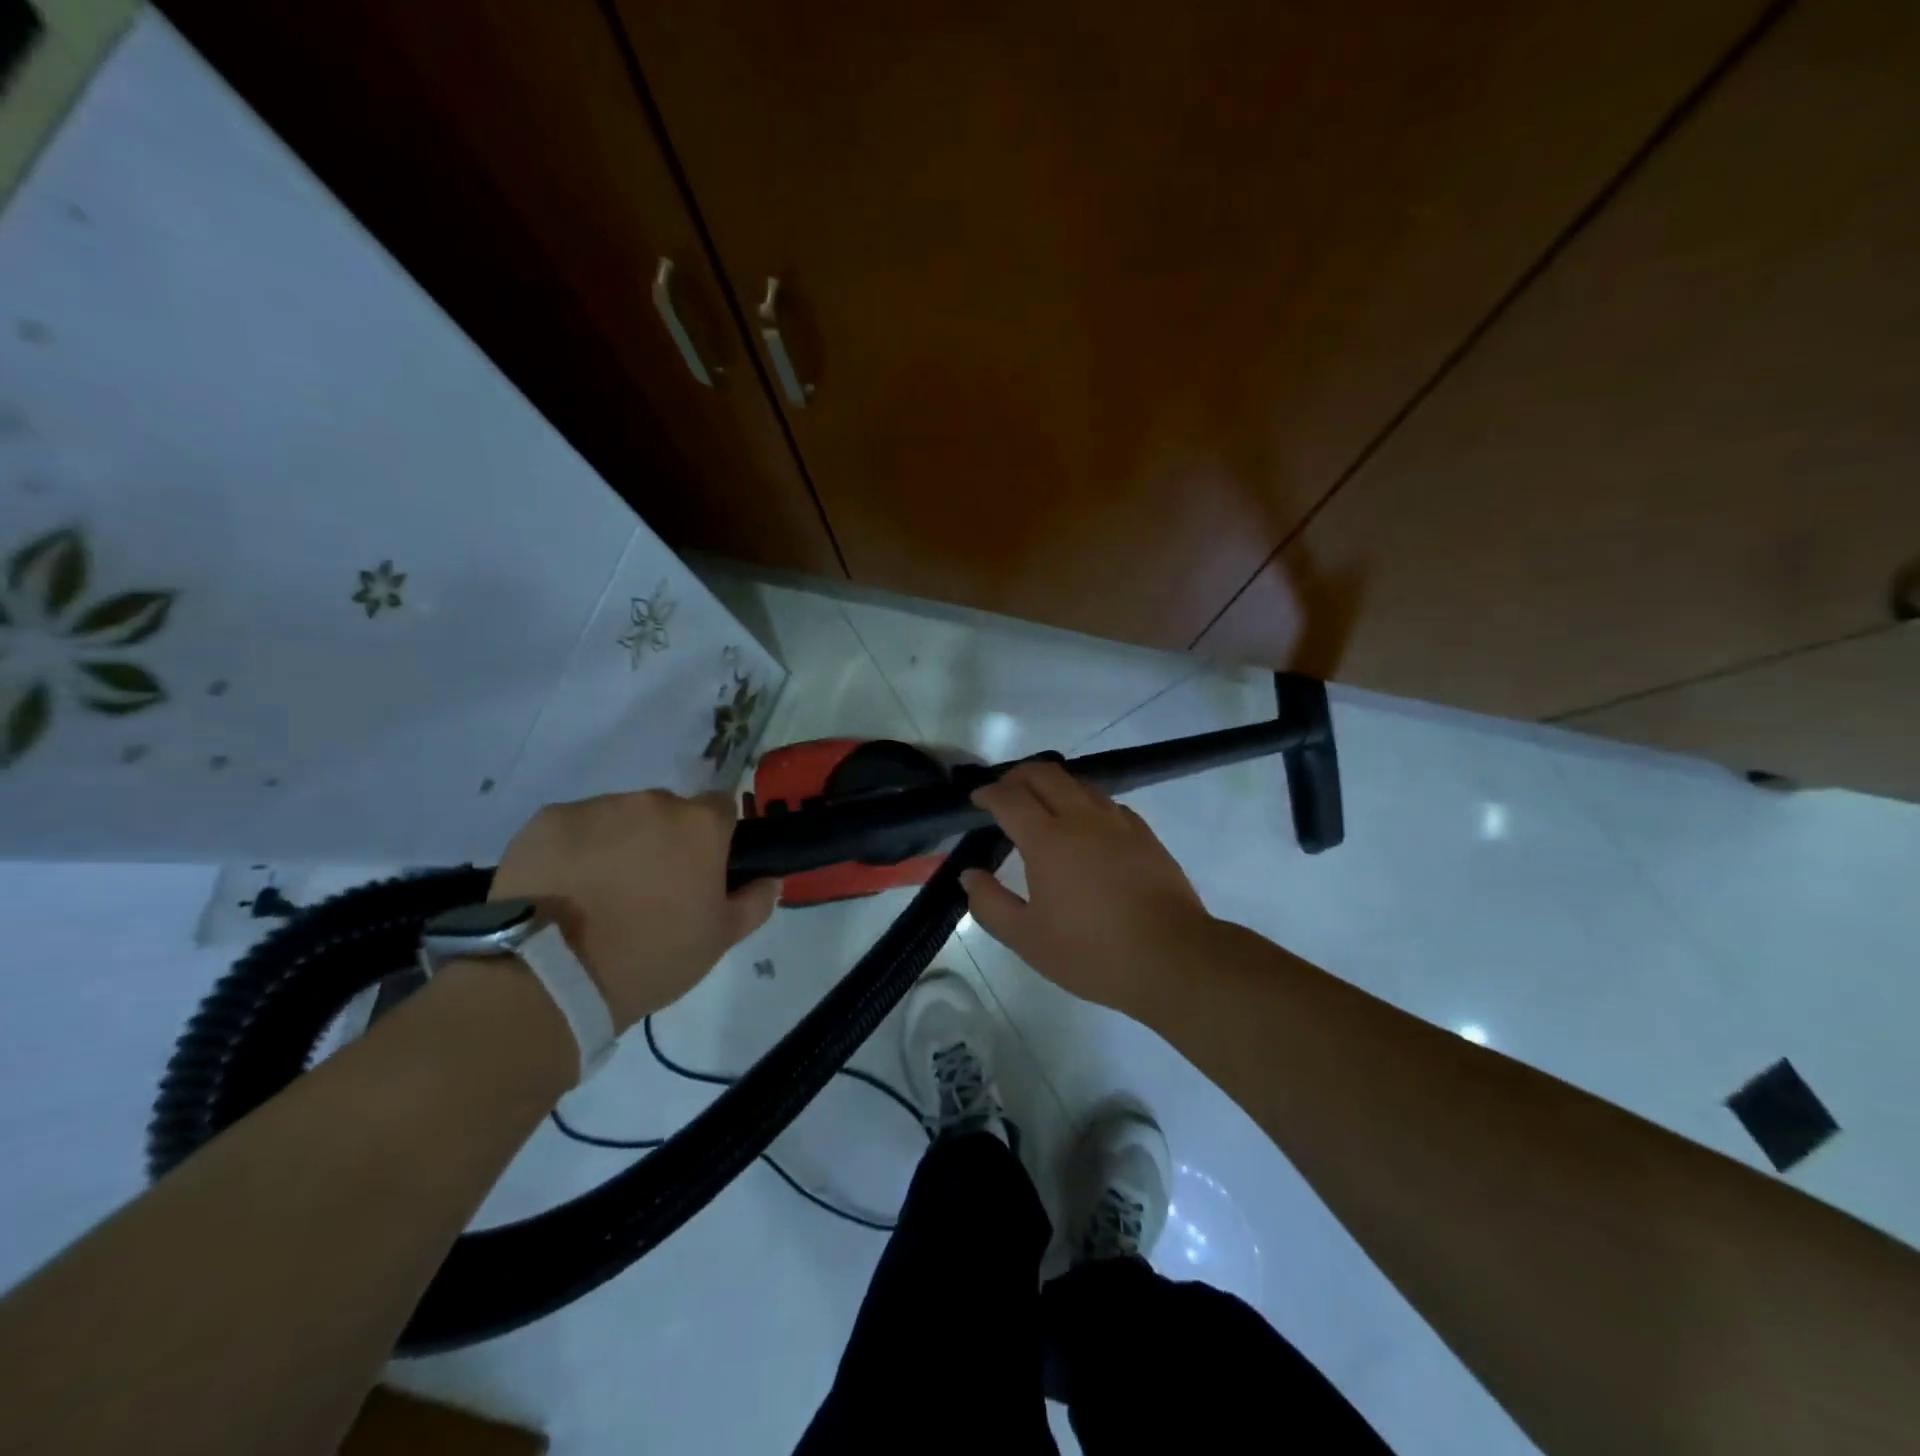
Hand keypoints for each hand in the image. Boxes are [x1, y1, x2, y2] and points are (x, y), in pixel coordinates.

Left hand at [490, 790, 777, 1031]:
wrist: (550, 978)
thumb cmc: (651, 958)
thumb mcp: (720, 940)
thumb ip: (755, 901)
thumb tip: (768, 879)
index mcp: (699, 825)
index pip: (721, 809)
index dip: (715, 839)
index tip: (700, 871)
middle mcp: (651, 803)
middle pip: (667, 812)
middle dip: (664, 841)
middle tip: (649, 890)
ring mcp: (594, 807)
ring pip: (618, 818)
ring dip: (618, 844)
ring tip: (599, 894)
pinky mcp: (546, 820)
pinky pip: (571, 828)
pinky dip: (573, 851)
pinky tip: (563, 890)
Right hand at [960, 761, 1216, 1017]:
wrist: (1172, 956)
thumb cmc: (1092, 951)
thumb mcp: (1027, 939)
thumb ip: (990, 904)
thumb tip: (969, 876)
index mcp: (1047, 840)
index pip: (1010, 799)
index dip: (988, 793)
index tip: (976, 799)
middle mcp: (1082, 819)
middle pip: (1045, 775)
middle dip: (1018, 776)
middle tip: (1004, 791)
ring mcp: (1118, 822)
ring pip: (1079, 783)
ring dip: (1052, 784)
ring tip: (1041, 803)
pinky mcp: (1144, 834)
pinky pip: (1107, 802)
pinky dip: (1084, 801)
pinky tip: (1085, 824)